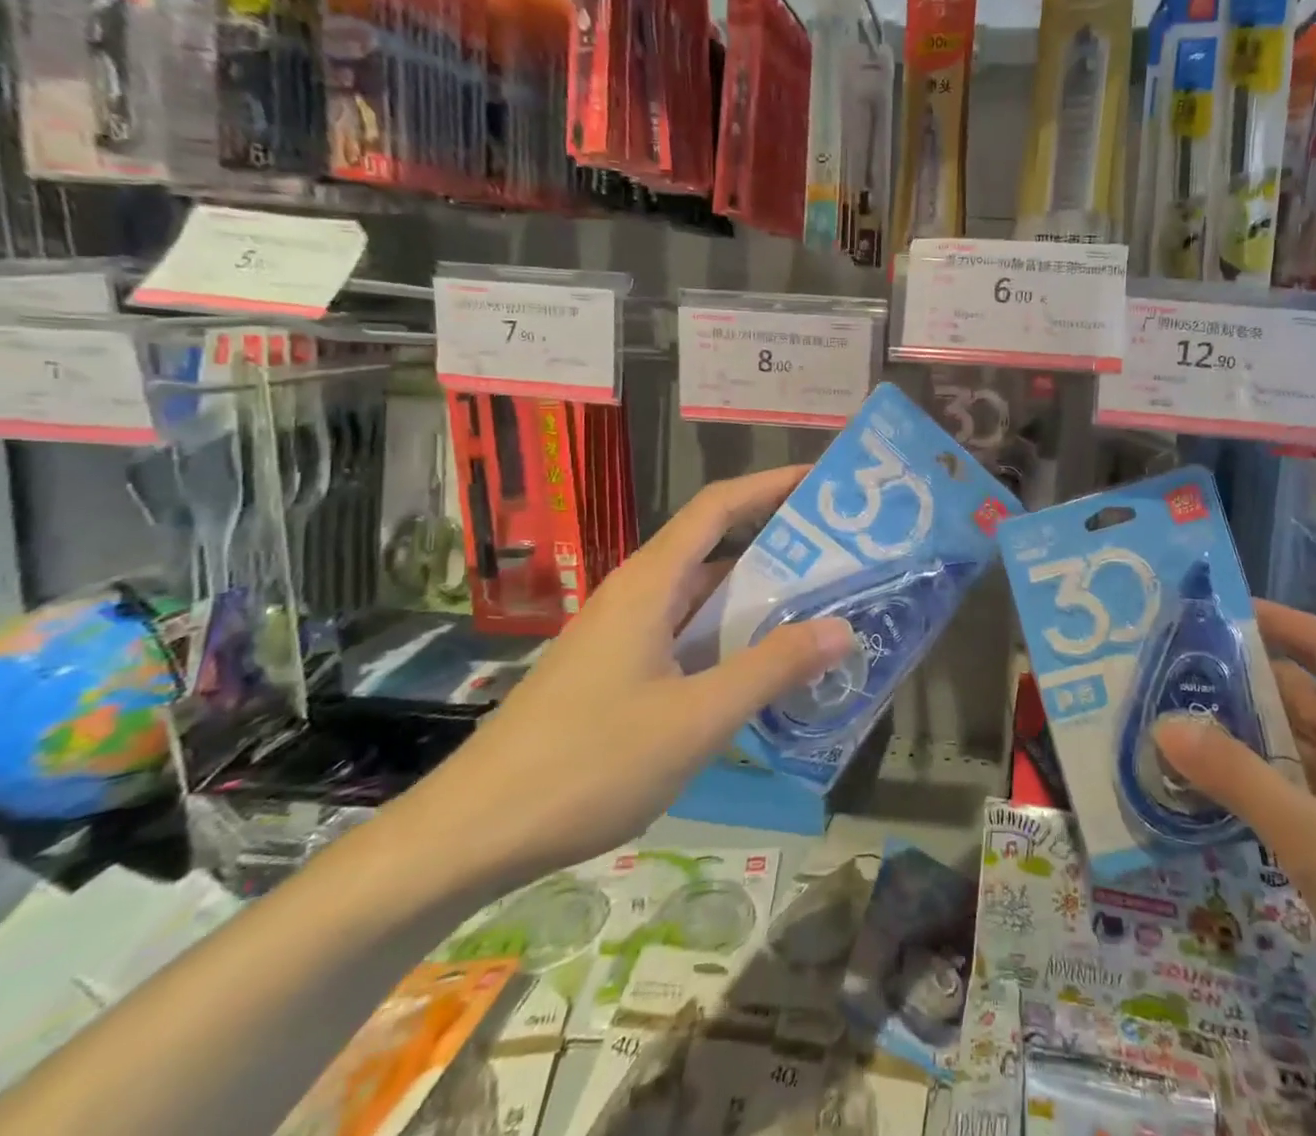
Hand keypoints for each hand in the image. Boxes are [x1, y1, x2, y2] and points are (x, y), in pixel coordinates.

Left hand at [402, 466, 853, 890]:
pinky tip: (764, 668)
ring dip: (758, 597)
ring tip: (820, 606)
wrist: (472, 833)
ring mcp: (625, 635)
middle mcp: (638, 595)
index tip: (823, 481)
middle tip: (843, 553)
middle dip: (778, 543)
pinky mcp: (618, 671)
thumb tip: (842, 629)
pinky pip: (688, 635)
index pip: (718, 506)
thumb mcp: (696, 719)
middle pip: (715, 547)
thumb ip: (771, 669)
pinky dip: (731, 638)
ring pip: (703, 597)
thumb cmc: (588, 763)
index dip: (771, 485)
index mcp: (651, 584)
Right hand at [1153, 602, 1315, 1080]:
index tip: (1214, 612)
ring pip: (1293, 744)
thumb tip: (1165, 724)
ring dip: (1240, 734)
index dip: (1278, 620)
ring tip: (1170, 726)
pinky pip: (1295, 788)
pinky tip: (1207, 786)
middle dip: (1238, 682)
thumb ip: (1241, 780)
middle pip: (1300, 695)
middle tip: (1165, 678)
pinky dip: (1254, 780)